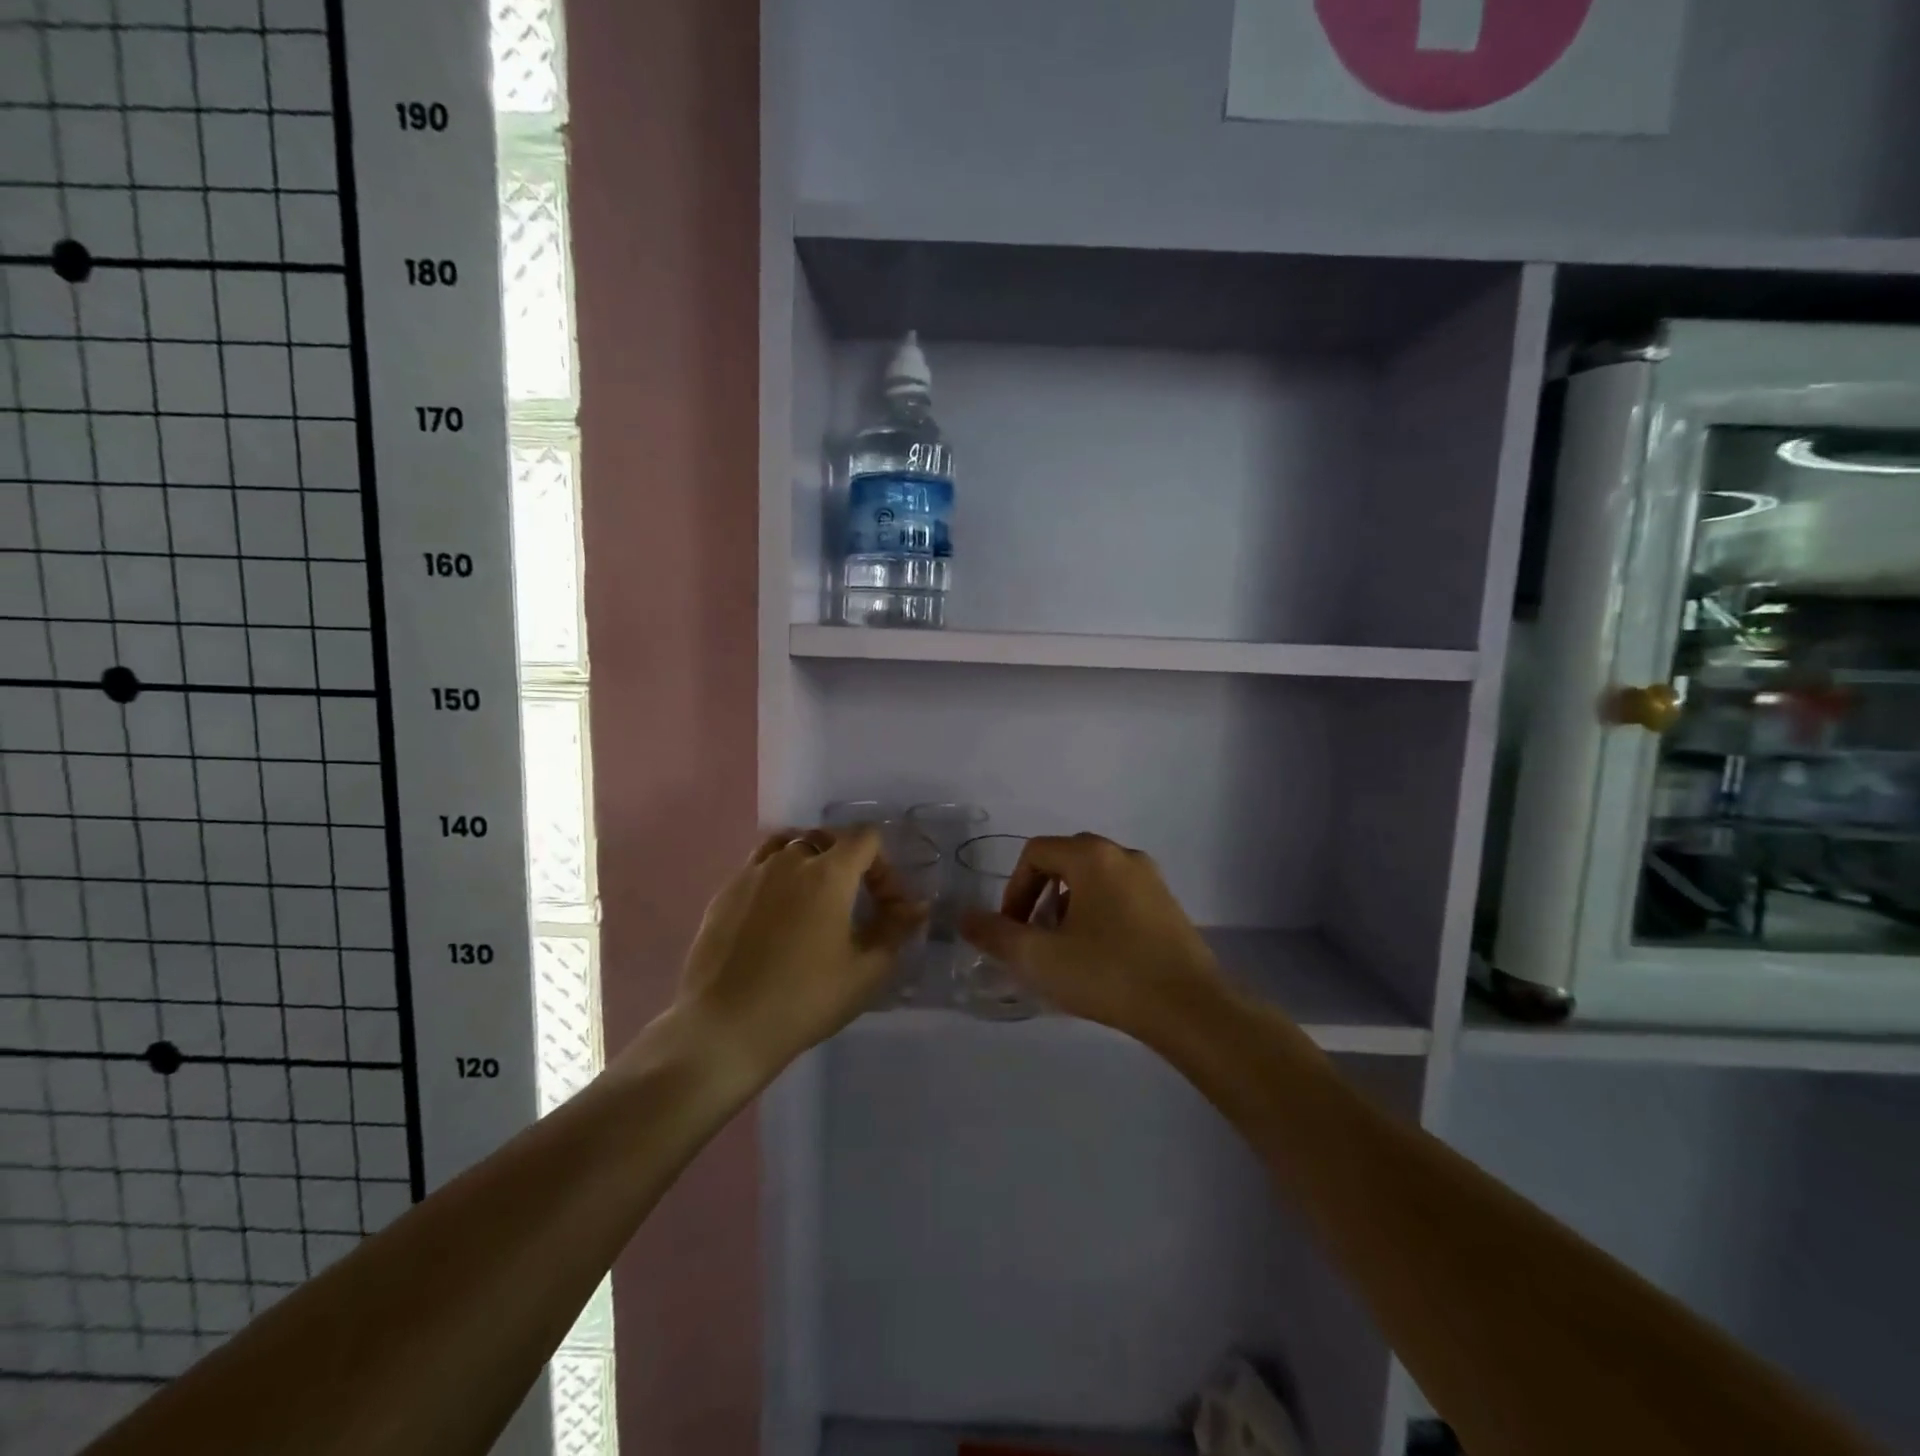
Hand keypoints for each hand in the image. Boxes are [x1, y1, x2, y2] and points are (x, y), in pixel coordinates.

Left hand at [674, 826, 926, 1080]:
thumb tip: (916, 906)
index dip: (884, 866)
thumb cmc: (805, 999)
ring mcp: (752, 873)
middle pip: (828, 836)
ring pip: (789, 844)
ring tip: (814, 898)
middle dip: (850, 860)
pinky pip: (759, 866)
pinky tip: (777, 915)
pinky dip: (778, 876)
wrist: (724, 1027)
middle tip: (854, 901)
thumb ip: (896, 929)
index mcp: (829, 872)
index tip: (886, 905)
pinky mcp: (725, 892)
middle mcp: (789, 860)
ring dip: (810, 861)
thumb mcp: (866, 971)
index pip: (866, 838)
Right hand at [958, 832, 1230, 1038]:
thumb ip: (996, 935)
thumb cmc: (1109, 974)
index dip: (1014, 889)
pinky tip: (1099, 956)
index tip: (1012, 929)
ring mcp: (1151, 879)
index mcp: (1093, 856)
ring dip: (1068, 906)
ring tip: (1064, 950)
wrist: (1190, 1008)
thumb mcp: (1040, 958)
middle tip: (1034, 937)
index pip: (1036, 853)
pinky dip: (1098, 914)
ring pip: (1093, 879)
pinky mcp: (1168, 905)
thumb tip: (964, 918)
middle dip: (1040, 896)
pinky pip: (1119, 895)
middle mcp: (1123, 855)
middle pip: (1065, 860)